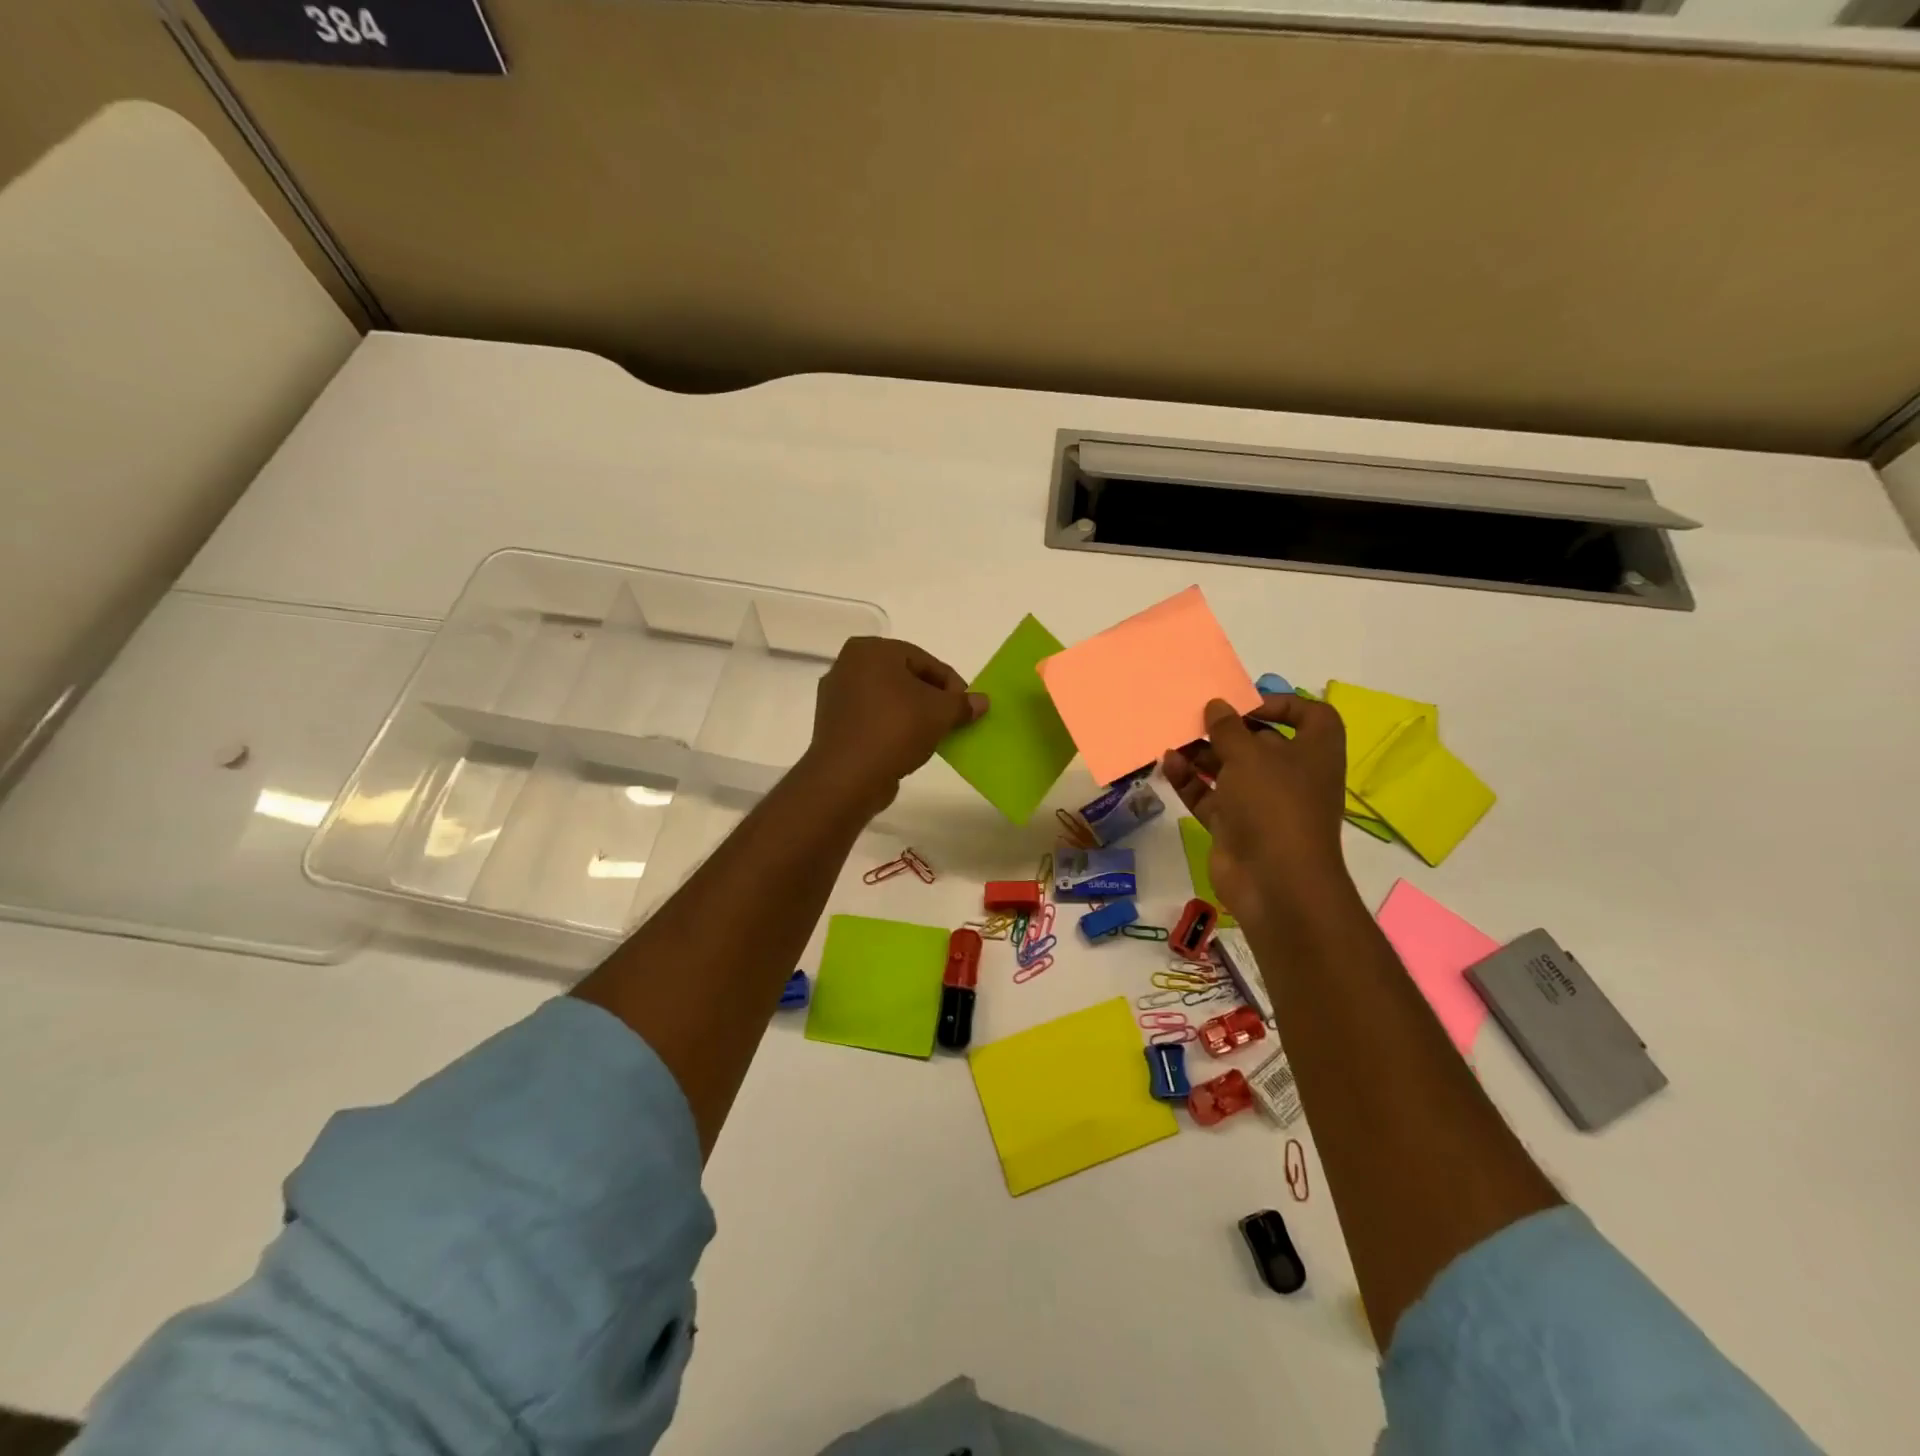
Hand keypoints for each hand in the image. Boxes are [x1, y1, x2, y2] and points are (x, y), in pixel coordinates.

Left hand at [799, 637, 985, 815]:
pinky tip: (906, 746)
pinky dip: (891, 727)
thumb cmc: (895, 730)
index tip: (967, 708)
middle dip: (931, 698)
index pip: (925, 661)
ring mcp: (836, 695)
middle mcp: (848, 664)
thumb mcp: (940, 714)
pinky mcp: (832, 723)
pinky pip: (871, 718)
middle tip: (951, 721)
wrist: (847, 777)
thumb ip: (962, 704)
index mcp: (871, 650)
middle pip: (905, 677)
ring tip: (932, 735)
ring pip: (888, 699)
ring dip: (912, 713)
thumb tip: (982, 701)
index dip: (952, 685)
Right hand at [1162, 694, 1351, 930]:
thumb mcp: (1250, 755)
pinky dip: (1191, 781)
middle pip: (1261, 742)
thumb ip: (1228, 728)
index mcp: (1314, 753)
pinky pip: (1211, 796)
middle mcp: (1292, 775)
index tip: (1246, 704)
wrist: (1275, 882)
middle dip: (1227, 730)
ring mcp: (1262, 804)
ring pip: (1230, 770)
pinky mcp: (1235, 827)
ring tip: (1174, 740)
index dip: (1282, 704)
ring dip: (1202, 754)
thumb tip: (1217, 706)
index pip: (1310, 716)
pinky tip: (1168, 764)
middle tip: (1195, 719)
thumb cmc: (1274, 804)